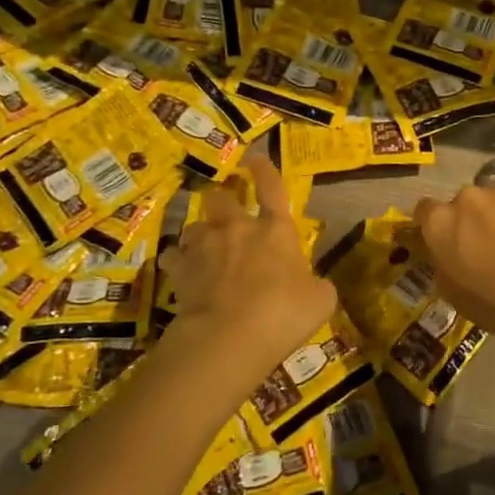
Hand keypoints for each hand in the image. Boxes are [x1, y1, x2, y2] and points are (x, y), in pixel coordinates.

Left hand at [160, 155, 335, 378]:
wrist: (229, 336)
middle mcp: (238, 229)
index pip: (272, 188)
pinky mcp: (180, 271)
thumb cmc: (283, 313)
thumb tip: (313, 285)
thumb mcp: (321, 300)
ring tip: (202, 246)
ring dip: (199, 234)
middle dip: (221, 200)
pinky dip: (178, 263)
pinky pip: (174, 257)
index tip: (255, 158)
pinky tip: (181, 273)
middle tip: (223, 210)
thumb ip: (316, 285)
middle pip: (221, 199)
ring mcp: (205, 248)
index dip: (264, 170)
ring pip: (194, 226)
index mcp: (276, 230)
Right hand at [413, 184, 494, 342]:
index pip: (423, 211)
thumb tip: (445, 256)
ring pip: (489, 203)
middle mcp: (466, 198)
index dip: (430, 226)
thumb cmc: (493, 300)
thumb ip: (442, 265)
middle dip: (465, 221)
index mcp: (439, 222)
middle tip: (477, 248)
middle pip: (459, 205)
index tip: (440, 243)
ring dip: (492, 218)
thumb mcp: (452, 293)